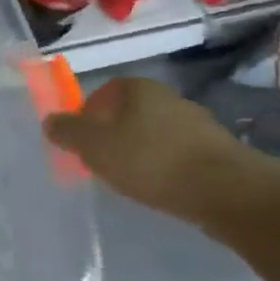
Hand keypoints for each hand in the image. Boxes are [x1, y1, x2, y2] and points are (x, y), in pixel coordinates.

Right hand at [43, 77, 252, 221]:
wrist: (228, 192)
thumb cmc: (151, 160)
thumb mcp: (94, 146)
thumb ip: (67, 131)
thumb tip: (51, 121)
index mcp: (137, 88)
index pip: (102, 92)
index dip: (86, 115)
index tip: (81, 142)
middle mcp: (168, 97)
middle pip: (128, 113)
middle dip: (112, 134)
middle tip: (101, 161)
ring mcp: (197, 123)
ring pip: (153, 134)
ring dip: (139, 152)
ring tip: (131, 180)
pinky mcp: (217, 152)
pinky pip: (177, 155)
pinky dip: (164, 167)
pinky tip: (160, 188)